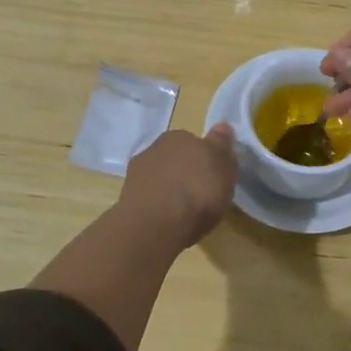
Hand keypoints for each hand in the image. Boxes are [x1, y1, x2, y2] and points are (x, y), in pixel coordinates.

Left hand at [118, 126, 237, 245]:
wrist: (156, 224)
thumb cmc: (198, 190)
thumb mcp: (224, 165)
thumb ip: (221, 145)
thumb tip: (221, 126)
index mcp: (179, 136)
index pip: (193, 142)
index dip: (204, 159)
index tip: (213, 177)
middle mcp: (153, 148)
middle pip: (175, 159)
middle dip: (185, 173)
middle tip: (200, 194)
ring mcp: (136, 175)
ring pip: (159, 179)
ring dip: (168, 190)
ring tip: (184, 212)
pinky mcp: (126, 200)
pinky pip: (149, 199)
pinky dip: (157, 207)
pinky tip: (168, 222)